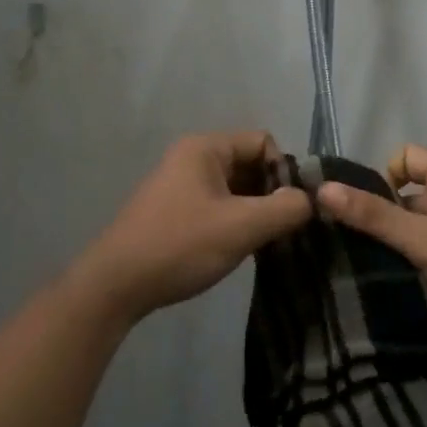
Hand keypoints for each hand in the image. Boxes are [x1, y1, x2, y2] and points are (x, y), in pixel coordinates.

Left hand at [73, 131, 312, 326]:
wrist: (116, 285)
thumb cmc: (180, 245)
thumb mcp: (241, 227)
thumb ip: (284, 209)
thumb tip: (310, 201)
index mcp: (205, 148)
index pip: (262, 142)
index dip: (283, 171)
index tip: (292, 208)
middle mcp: (192, 157)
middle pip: (249, 163)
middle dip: (270, 193)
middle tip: (284, 229)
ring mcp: (181, 184)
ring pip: (235, 187)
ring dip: (254, 210)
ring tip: (265, 242)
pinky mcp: (175, 210)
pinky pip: (218, 204)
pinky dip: (235, 221)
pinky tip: (240, 248)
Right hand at [316, 144, 426, 341]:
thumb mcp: (423, 239)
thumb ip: (373, 216)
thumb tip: (322, 190)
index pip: (405, 156)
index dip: (383, 178)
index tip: (367, 211)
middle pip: (412, 191)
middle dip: (389, 215)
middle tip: (364, 246)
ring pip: (426, 222)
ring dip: (407, 241)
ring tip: (383, 268)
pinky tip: (414, 282)